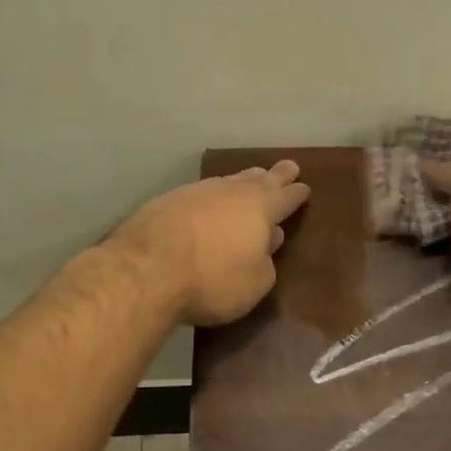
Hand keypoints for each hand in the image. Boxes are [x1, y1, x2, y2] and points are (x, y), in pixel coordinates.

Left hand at [112, 161, 311, 325]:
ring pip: (228, 181)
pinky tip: (209, 203)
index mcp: (260, 208)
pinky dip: (212, 197)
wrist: (146, 271)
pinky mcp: (167, 201)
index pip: (286, 197)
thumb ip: (266, 261)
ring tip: (251, 179)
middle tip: (288, 167)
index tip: (305, 188)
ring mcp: (197, 192)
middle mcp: (231, 191)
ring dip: (243, 181)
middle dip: (276, 175)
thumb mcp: (254, 283)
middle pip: (259, 179)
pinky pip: (201, 193)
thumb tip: (267, 241)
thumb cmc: (212, 280)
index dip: (297, 194)